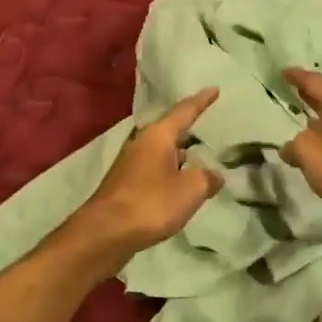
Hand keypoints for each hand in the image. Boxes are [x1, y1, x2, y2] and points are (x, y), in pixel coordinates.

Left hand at [72, 88, 224, 265]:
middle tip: (205, 123)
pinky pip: (153, 170)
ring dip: (177, 153)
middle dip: (187, 128)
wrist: (106, 232)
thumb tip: (214, 174)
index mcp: (157, 136)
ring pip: (160, 151)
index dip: (201, 101)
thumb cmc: (151, 203)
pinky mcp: (124, 185)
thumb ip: (207, 178)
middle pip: (168, 130)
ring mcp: (129, 164)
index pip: (184, 111)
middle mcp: (141, 143)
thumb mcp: (190, 190)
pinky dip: (168, 171)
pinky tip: (176, 184)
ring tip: (196, 156)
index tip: (214, 89)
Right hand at [282, 68, 321, 216]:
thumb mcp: (308, 151)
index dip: (297, 76)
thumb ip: (294, 145)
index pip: (315, 82)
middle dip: (310, 98)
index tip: (283, 70)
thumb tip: (289, 148)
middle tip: (292, 92)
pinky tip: (316, 155)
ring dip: (318, 124)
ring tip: (299, 125)